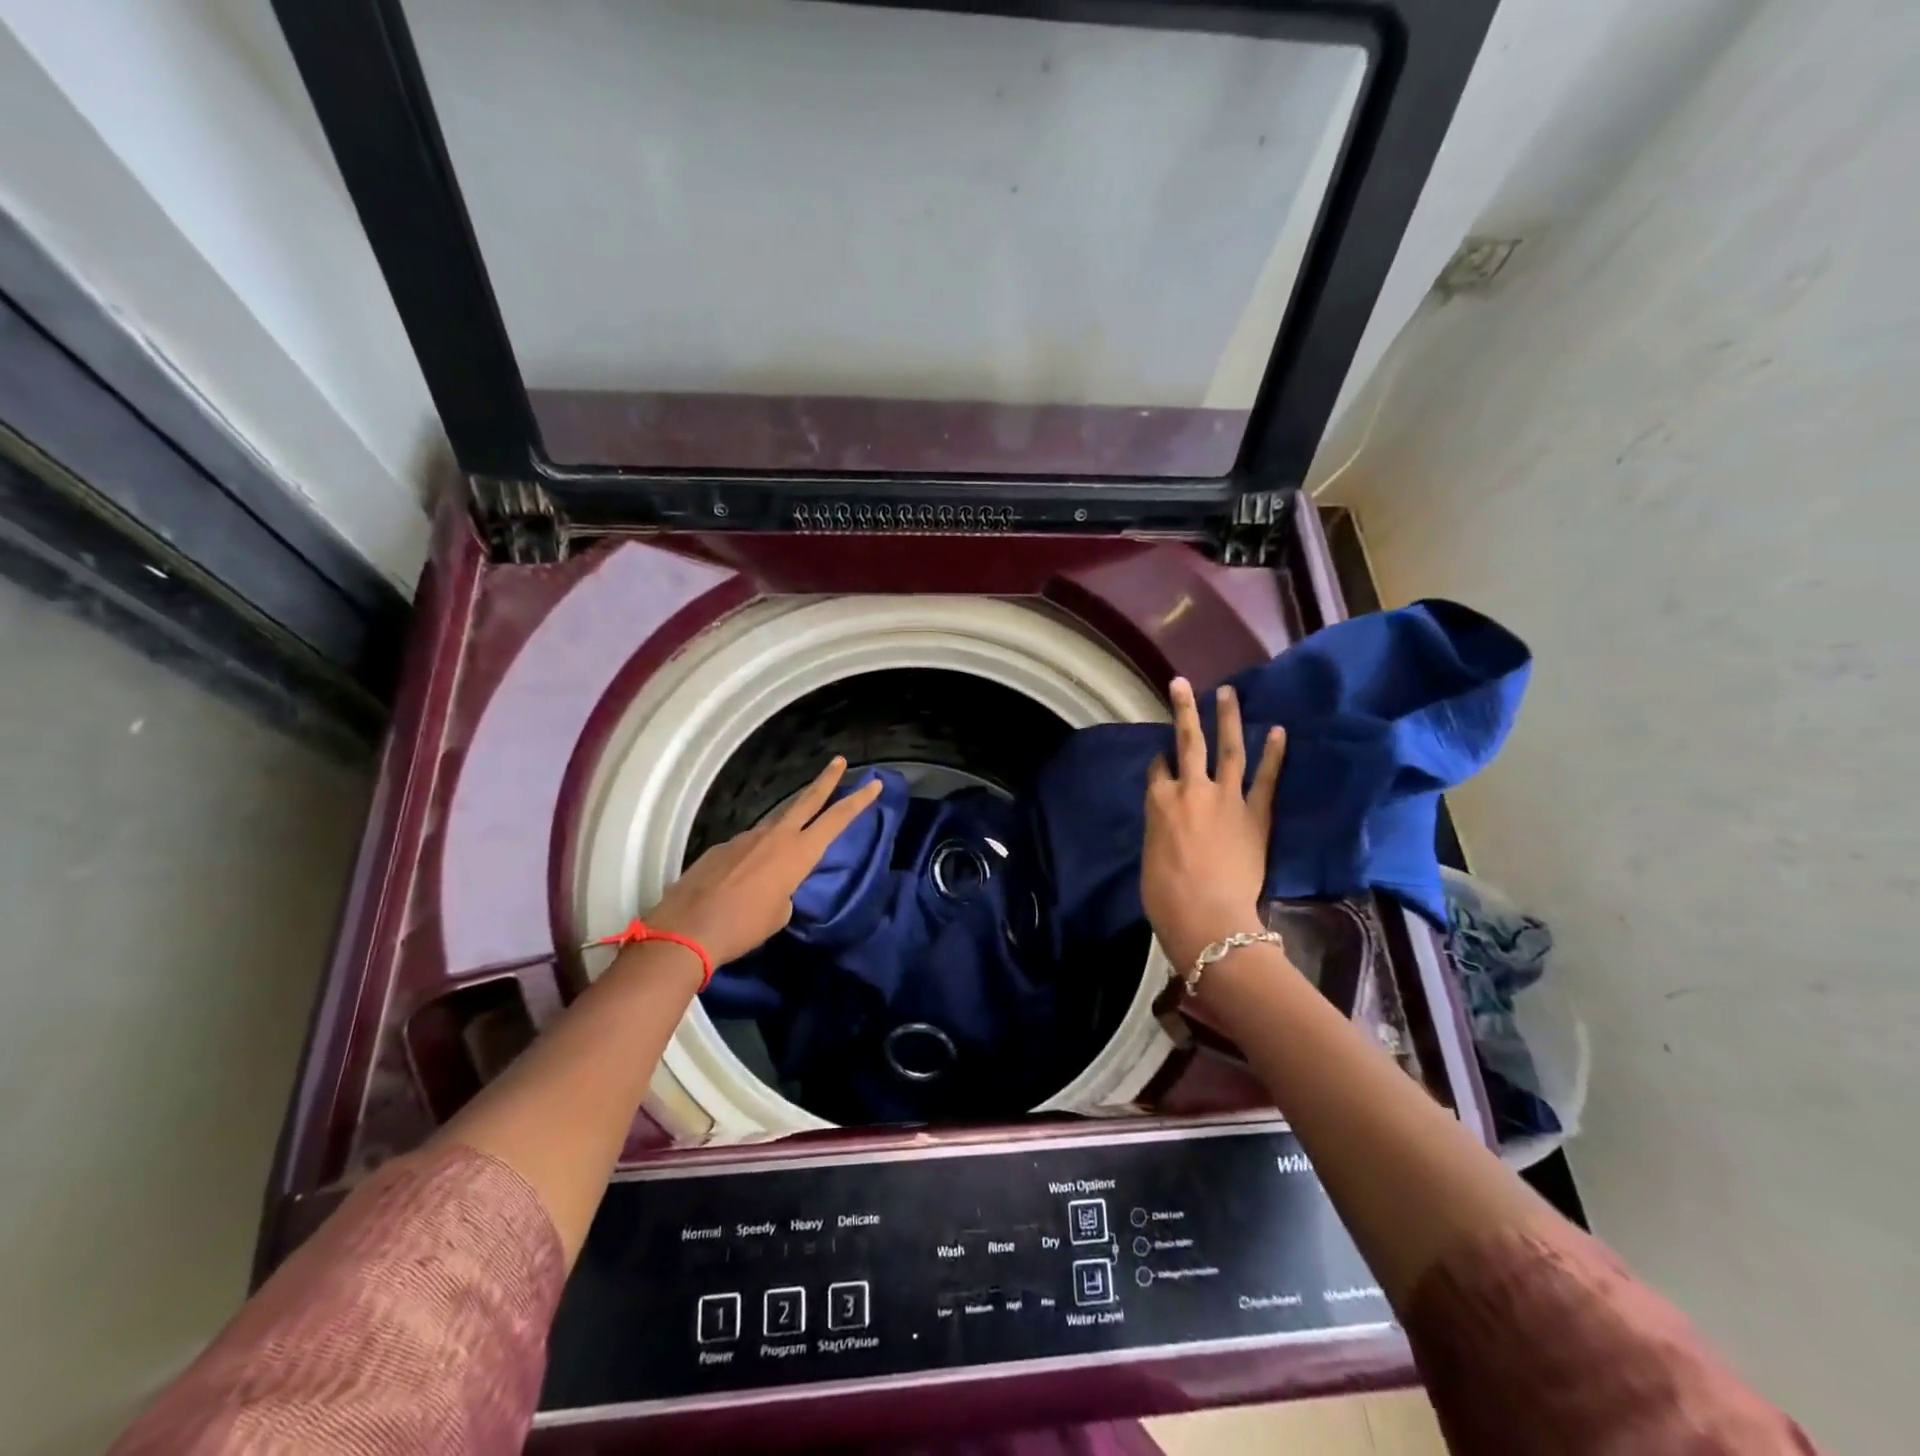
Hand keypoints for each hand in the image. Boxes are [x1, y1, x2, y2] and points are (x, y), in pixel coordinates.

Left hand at [644, 757, 883, 966]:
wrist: (686, 930)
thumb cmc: (743, 927)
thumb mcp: (779, 914)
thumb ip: (785, 891)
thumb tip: (774, 885)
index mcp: (798, 854)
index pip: (836, 820)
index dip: (858, 801)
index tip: (874, 784)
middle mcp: (775, 837)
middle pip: (807, 800)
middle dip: (827, 780)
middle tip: (839, 761)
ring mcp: (745, 838)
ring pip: (775, 824)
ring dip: (787, 826)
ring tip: (787, 848)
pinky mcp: (721, 848)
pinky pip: (748, 846)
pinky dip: (754, 855)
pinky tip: (745, 877)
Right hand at [1141, 679, 1286, 970]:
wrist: (1208, 918)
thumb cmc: (1165, 896)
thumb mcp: (1149, 856)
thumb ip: (1159, 828)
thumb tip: (1168, 821)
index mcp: (1158, 802)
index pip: (1157, 769)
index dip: (1159, 760)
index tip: (1162, 755)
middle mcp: (1190, 789)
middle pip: (1186, 742)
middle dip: (1183, 710)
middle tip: (1182, 683)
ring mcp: (1225, 797)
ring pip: (1227, 748)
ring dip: (1227, 718)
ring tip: (1227, 692)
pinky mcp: (1255, 813)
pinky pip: (1267, 778)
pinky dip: (1273, 754)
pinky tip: (1278, 731)